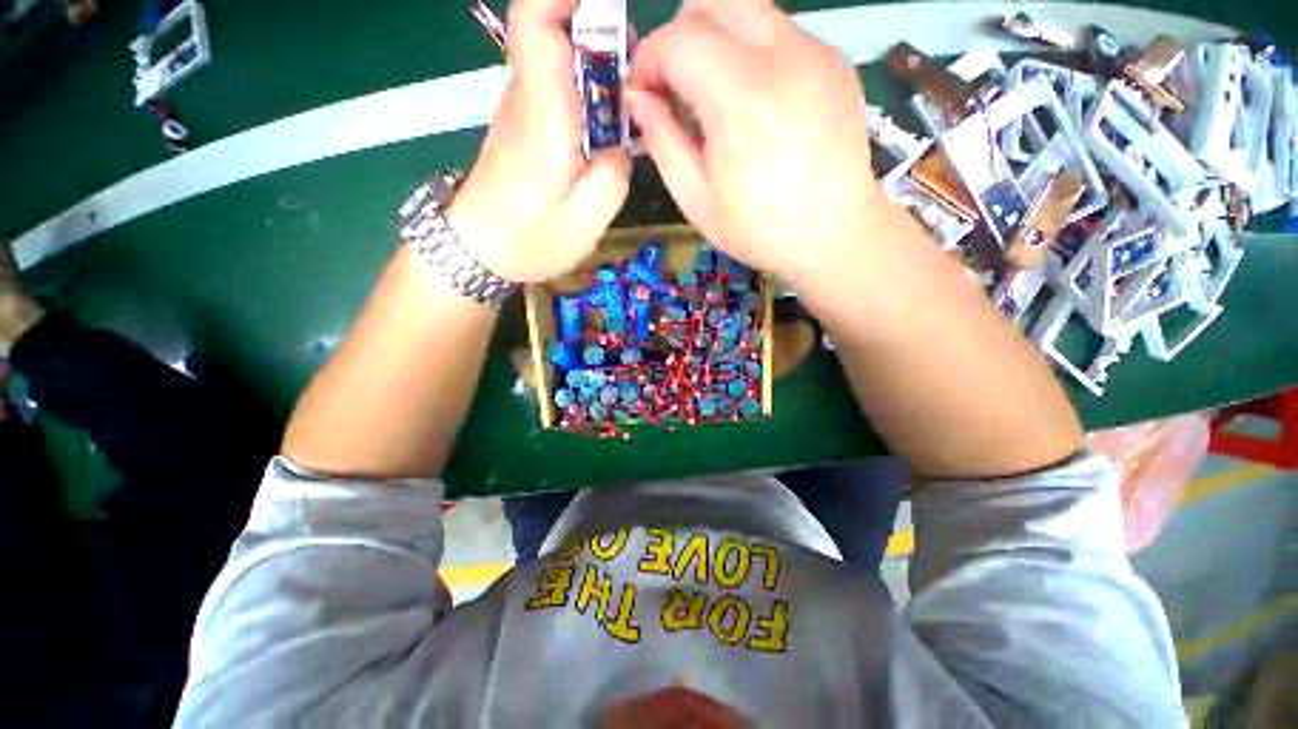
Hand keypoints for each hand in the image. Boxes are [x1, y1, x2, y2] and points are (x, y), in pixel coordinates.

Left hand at [448, 0, 632, 283]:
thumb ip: (612, 177)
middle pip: (554, 29)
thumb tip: (622, 144)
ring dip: (600, 62)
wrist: (476, 252)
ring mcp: (522, 109)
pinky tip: (608, 125)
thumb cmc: (527, 242)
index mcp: (541, 115)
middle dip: (603, 31)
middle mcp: (526, 98)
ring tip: (633, 102)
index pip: (535, 20)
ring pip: (559, 56)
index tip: (610, 7)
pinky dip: (588, 88)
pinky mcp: (525, 124)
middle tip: (643, 74)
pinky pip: (558, 85)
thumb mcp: (584, 224)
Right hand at [625, 0, 883, 283]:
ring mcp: (816, 51)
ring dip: (716, 41)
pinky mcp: (835, 61)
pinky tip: (755, 105)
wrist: (834, 235)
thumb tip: (637, 99)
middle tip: (674, 87)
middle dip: (679, 37)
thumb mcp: (696, 197)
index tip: (643, 95)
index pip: (676, 38)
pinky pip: (780, 35)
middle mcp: (783, 53)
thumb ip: (662, 140)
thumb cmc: (759, 228)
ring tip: (713, 96)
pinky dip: (752, 54)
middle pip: (713, 3)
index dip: (647, 61)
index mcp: (741, 94)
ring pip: (749, 10)